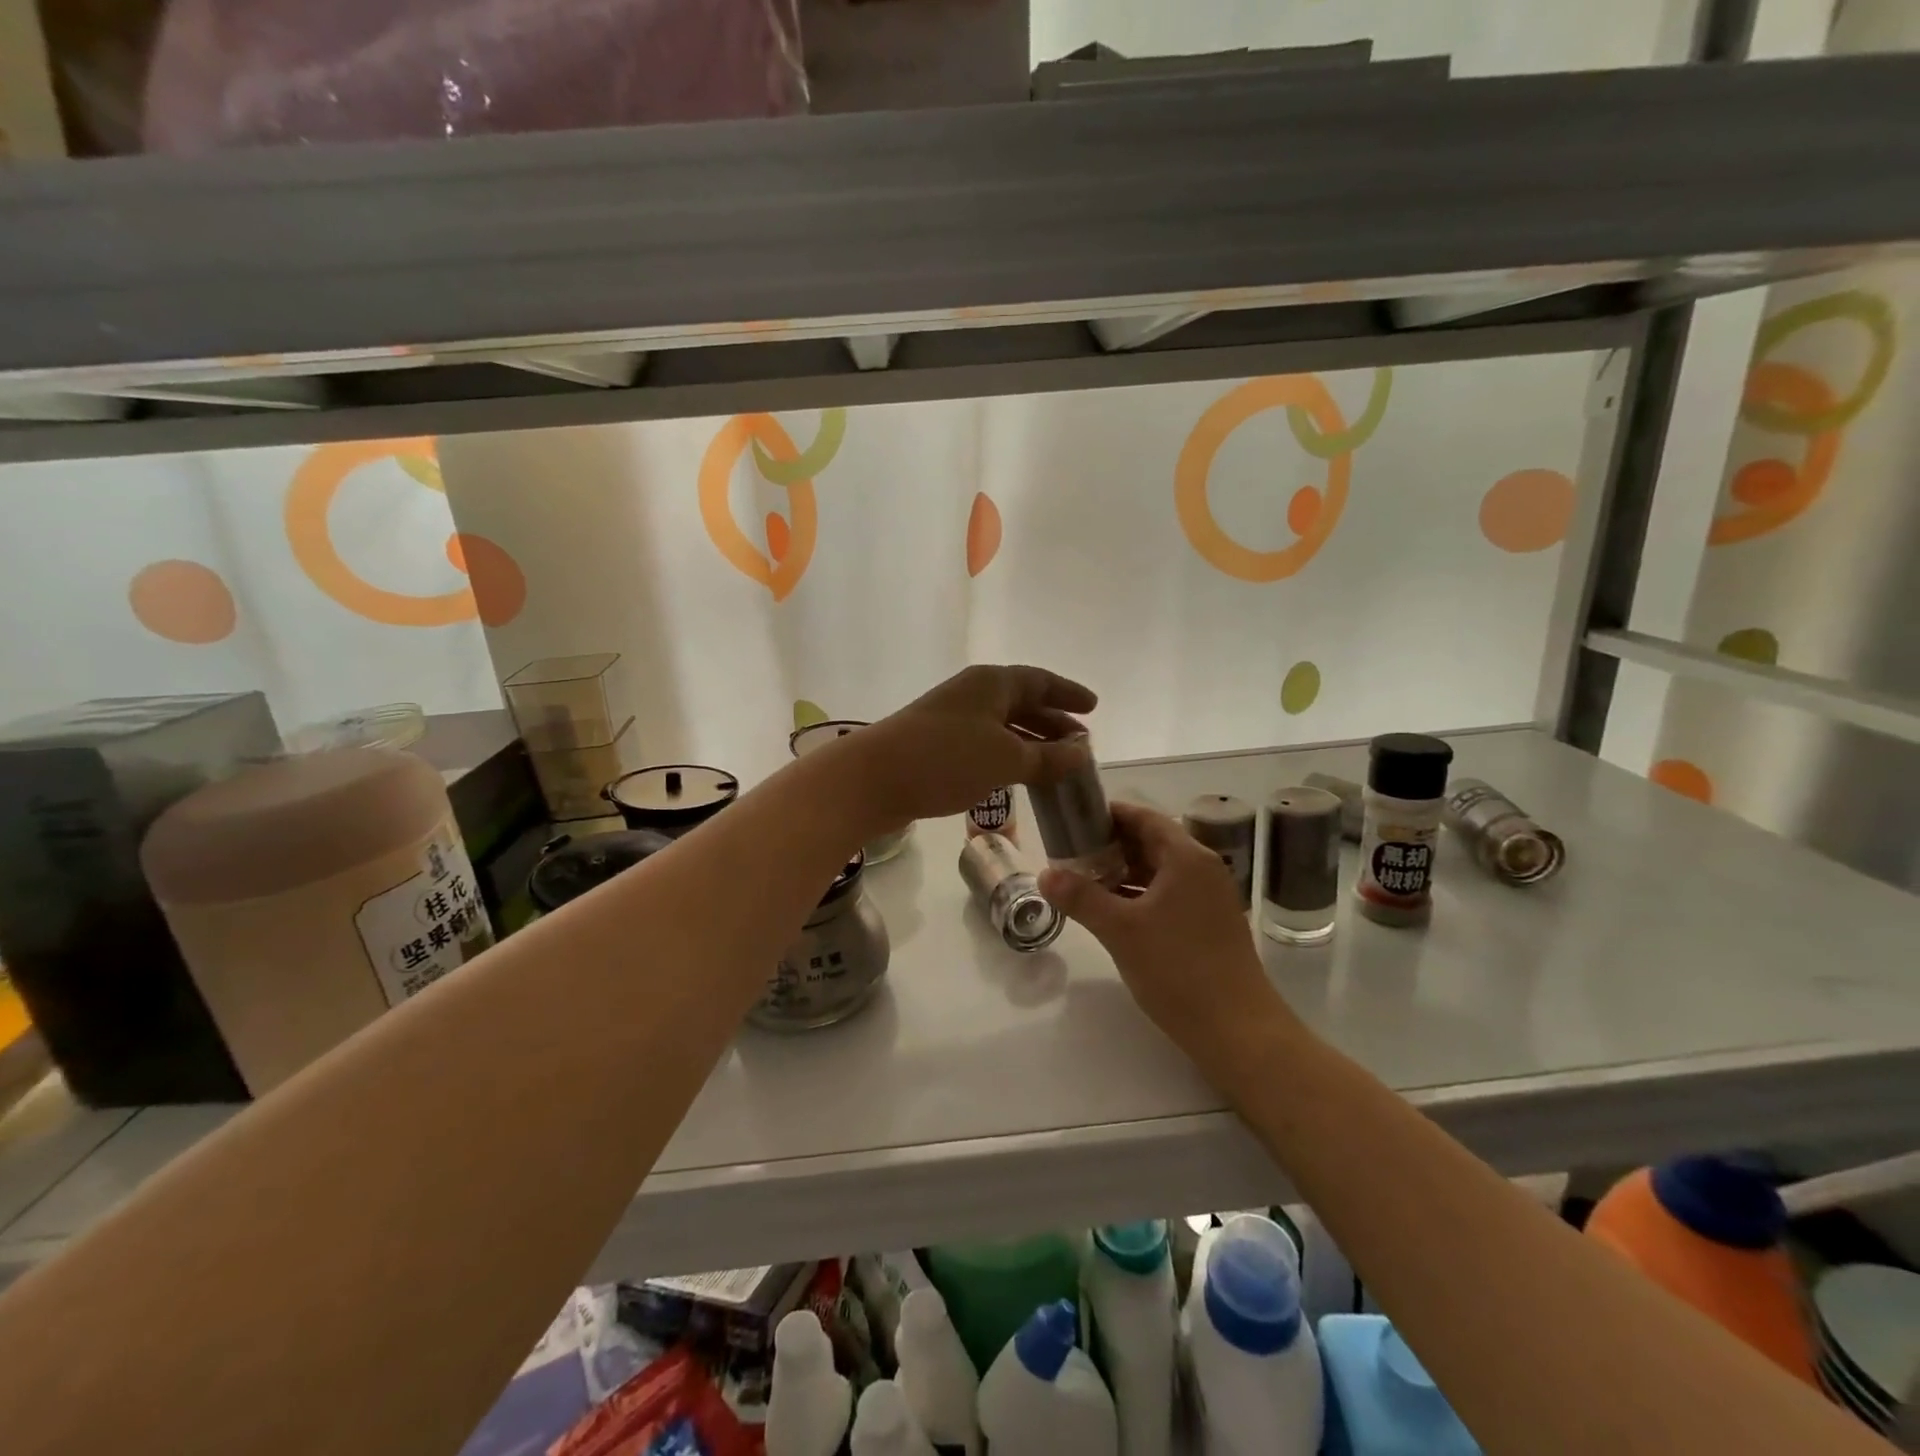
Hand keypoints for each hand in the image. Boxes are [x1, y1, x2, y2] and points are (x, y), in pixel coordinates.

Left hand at [853, 665, 1097, 827]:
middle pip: (1022, 702)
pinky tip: (1018, 777)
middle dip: (1053, 722)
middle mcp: (973, 694)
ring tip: (1057, 764)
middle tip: (1081, 743)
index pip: (1041, 681)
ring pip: (1003, 726)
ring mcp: (952, 718)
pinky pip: (985, 744)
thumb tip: (1083, 752)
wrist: (873, 778)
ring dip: (1031, 743)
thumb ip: (1048, 757)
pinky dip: (1008, 756)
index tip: (1094, 707)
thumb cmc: (946, 759)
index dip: (1069, 694)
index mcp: (992, 683)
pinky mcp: (937, 745)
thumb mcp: (1006, 759)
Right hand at [1039, 802, 1294, 1078]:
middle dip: (1111, 845)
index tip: (1074, 819)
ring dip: (1123, 872)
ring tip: (1083, 879)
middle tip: (1070, 851)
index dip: (1109, 814)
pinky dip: (1139, 895)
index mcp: (1186, 858)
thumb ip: (1081, 897)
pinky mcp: (1209, 925)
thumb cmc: (1178, 969)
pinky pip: (1168, 895)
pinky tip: (1112, 911)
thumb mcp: (1120, 930)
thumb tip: (1045, 873)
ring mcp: (1209, 898)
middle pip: (1152, 842)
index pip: (1144, 817)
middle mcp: (1202, 869)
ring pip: (1159, 871)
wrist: (1237, 1030)